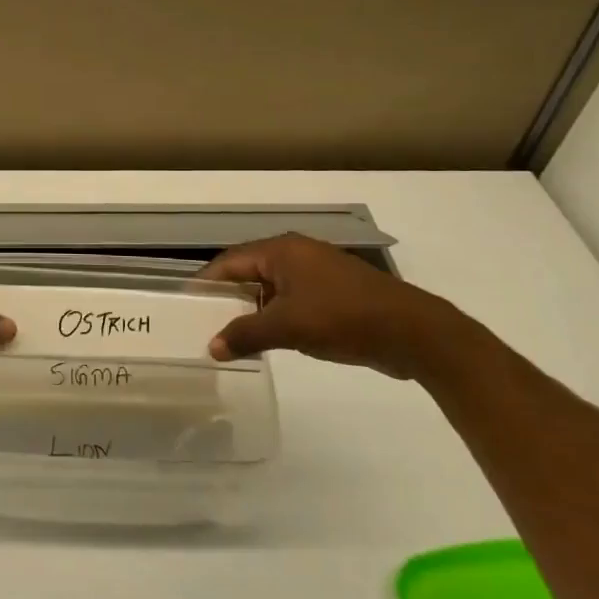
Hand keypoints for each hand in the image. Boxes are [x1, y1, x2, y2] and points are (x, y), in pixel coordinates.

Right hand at [198, 233, 470, 378]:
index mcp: (281, 250)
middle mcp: (296, 254)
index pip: (229, 262)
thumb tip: (211, 348)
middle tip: (201, 323)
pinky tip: (267, 340)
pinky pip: (291, 300)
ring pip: (270, 288)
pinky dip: (275, 316)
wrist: (413, 332)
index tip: (184, 305)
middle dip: (226, 297)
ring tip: (229, 336)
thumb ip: (245, 334)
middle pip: (248, 272)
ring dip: (251, 310)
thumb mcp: (288, 327)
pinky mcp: (333, 294)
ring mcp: (316, 273)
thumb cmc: (343, 318)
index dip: (205, 283)